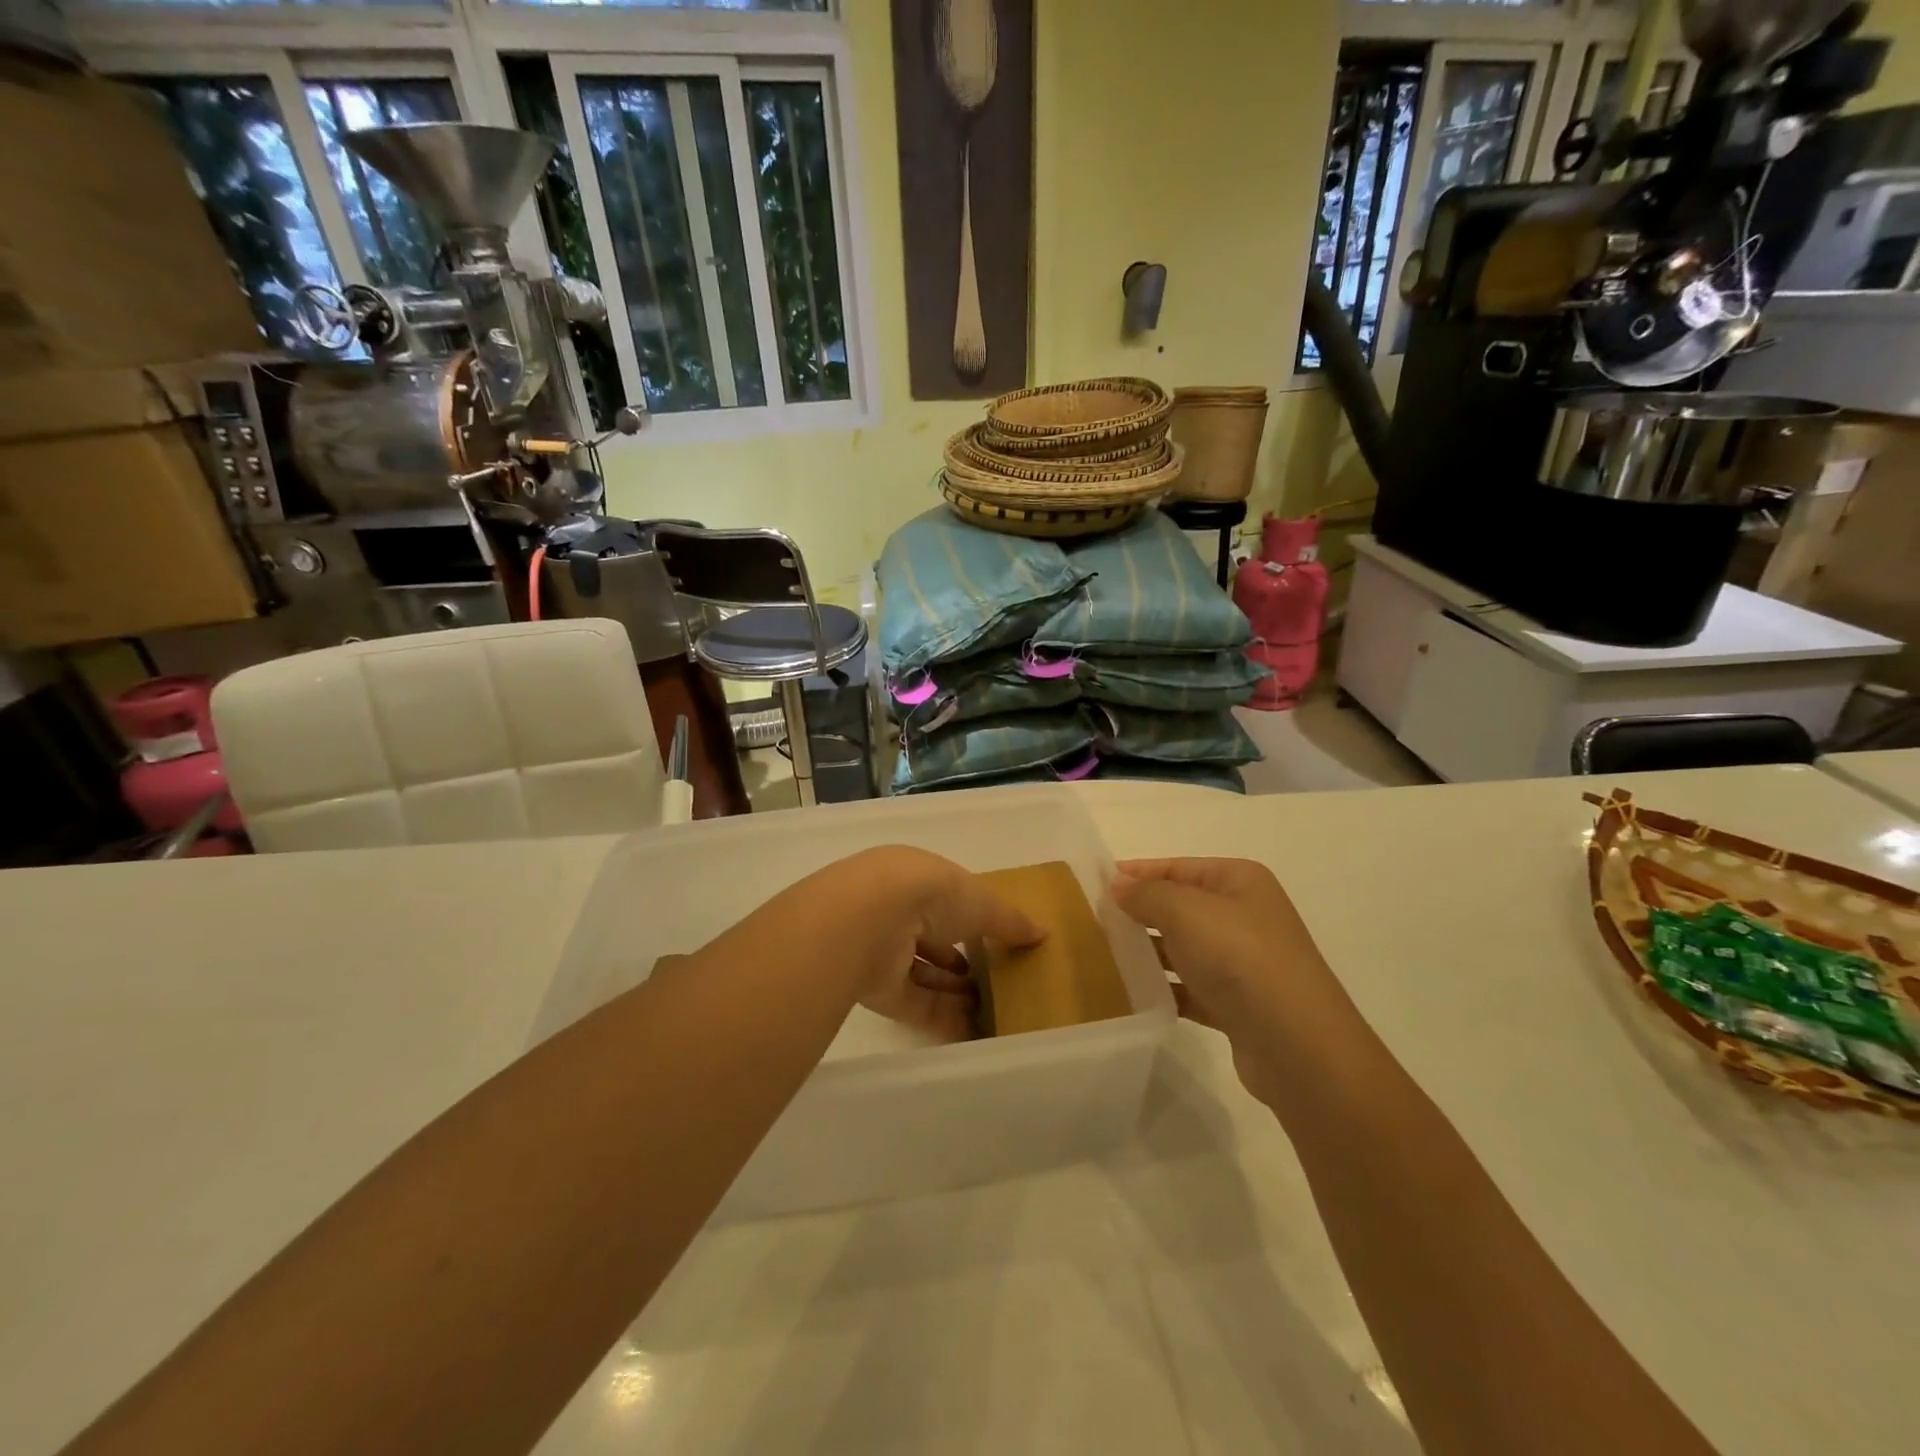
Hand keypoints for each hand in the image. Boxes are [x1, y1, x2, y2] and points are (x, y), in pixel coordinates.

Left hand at [819, 847, 1044, 1042]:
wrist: (869, 919)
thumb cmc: (930, 894)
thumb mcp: (981, 901)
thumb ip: (1009, 921)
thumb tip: (1041, 933)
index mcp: (915, 878)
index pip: (944, 900)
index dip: (971, 919)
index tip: (998, 940)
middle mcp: (894, 911)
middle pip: (931, 939)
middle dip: (961, 959)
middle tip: (996, 981)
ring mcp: (882, 950)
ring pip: (922, 974)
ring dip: (955, 991)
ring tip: (992, 1008)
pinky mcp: (875, 988)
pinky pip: (915, 1005)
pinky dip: (944, 1017)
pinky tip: (975, 1031)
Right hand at [1113, 858, 1360, 1107]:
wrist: (1298, 1046)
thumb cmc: (1240, 959)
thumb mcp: (1186, 912)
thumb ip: (1146, 894)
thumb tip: (1117, 885)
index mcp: (1239, 881)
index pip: (1176, 867)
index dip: (1136, 873)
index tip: (1093, 884)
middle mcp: (1243, 915)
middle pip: (1179, 906)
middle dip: (1138, 913)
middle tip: (1091, 921)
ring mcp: (1242, 962)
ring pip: (1182, 948)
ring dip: (1147, 952)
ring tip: (1102, 956)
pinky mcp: (1236, 1004)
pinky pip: (1189, 988)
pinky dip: (1163, 989)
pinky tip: (1131, 994)